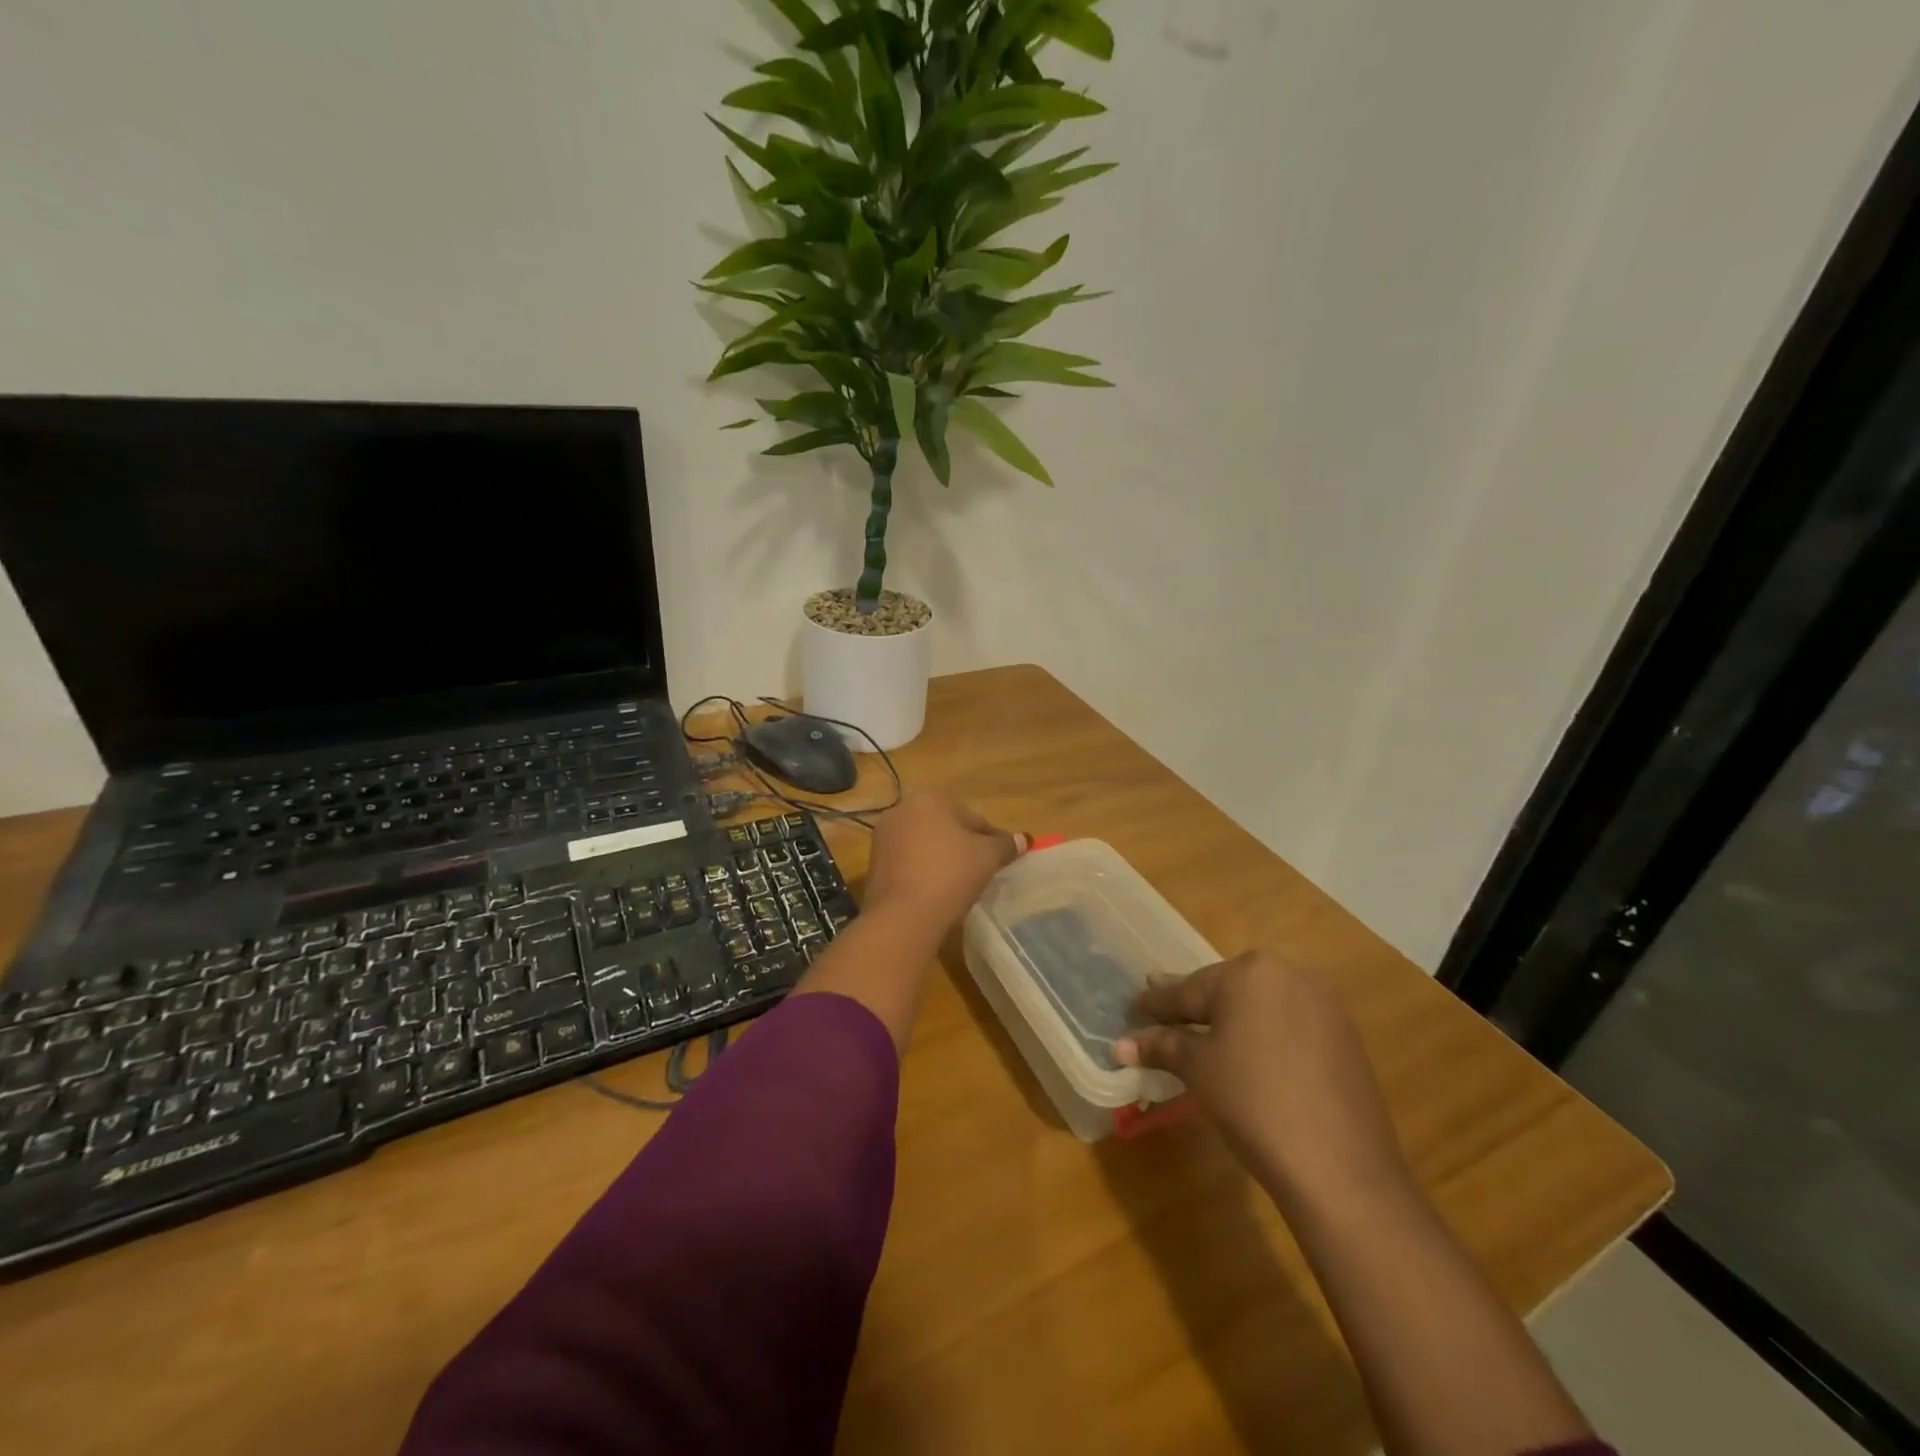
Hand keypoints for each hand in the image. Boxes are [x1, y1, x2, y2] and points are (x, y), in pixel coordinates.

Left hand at [863, 791, 1023, 930]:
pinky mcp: (873, 865)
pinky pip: (908, 863)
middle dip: (963, 847)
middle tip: (980, 872)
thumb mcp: (988, 857)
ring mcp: (883, 838)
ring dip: (941, 860)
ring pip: (924, 845)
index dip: (990, 840)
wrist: (903, 915)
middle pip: (946, 828)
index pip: (972, 818)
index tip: (999, 861)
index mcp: (929, 798)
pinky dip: (922, 873)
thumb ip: (1006, 845)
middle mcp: (901, 810)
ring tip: (958, 885)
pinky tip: (934, 893)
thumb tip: (1025, 839)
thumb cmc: (950, 874)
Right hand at [1114, 951, 1410, 1211]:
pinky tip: (1250, 1057)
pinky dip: (1264, 1035)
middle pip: (1226, 991)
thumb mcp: (1198, 1069)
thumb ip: (1161, 1046)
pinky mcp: (1346, 1036)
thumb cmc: (1255, 1104)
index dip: (1157, 1004)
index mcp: (1250, 971)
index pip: (1189, 989)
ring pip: (1260, 1006)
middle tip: (1163, 1017)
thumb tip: (1119, 1045)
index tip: (1134, 1007)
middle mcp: (1290, 973)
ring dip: (1231, 1021)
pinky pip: (1289, 1024)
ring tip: (1202, 1038)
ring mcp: (1324, 1003)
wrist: (1342, 1170)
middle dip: (1195, 1008)